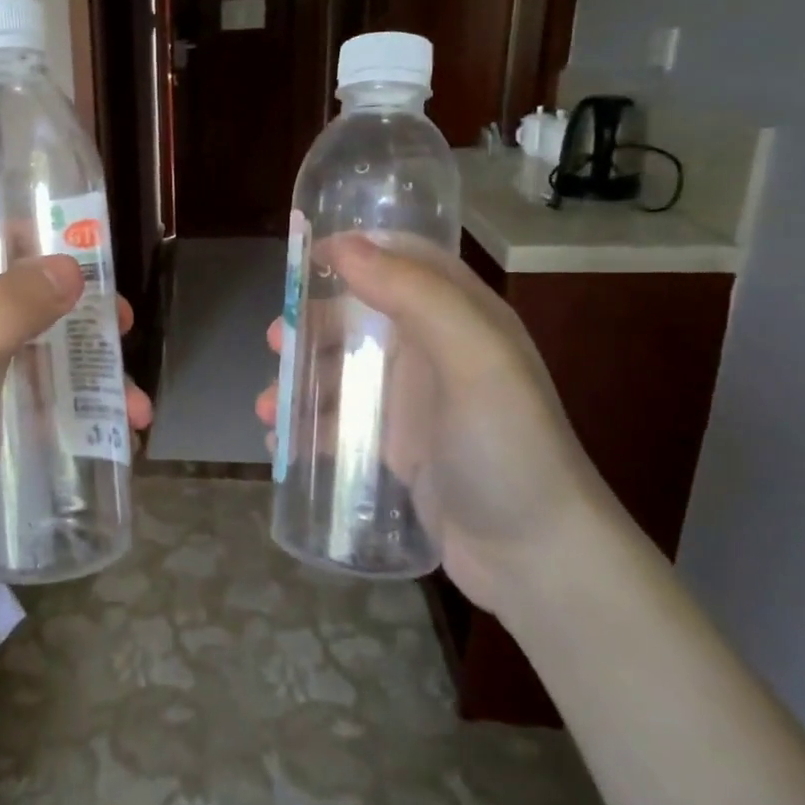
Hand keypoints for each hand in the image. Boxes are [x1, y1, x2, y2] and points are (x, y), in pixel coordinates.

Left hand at [0, 249, 152, 608]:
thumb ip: (0, 314)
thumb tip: (72, 266)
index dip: (28, 238)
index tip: (87, 250)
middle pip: (24, 301)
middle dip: (80, 312)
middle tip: (125, 326)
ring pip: (45, 356)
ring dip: (94, 372)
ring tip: (136, 409)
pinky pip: (48, 406)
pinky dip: (85, 412)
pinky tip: (122, 435)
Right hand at [256, 235, 608, 612]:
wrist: (536, 559)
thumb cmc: (506, 447)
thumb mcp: (472, 358)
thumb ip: (413, 295)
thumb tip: (343, 246)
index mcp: (461, 317)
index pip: (405, 260)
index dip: (356, 251)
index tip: (302, 259)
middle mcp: (435, 351)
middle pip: (360, 317)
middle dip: (312, 325)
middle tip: (274, 342)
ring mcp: (414, 401)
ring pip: (343, 371)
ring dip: (300, 381)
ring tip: (267, 409)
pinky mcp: (397, 447)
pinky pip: (341, 423)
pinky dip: (308, 427)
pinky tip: (282, 444)